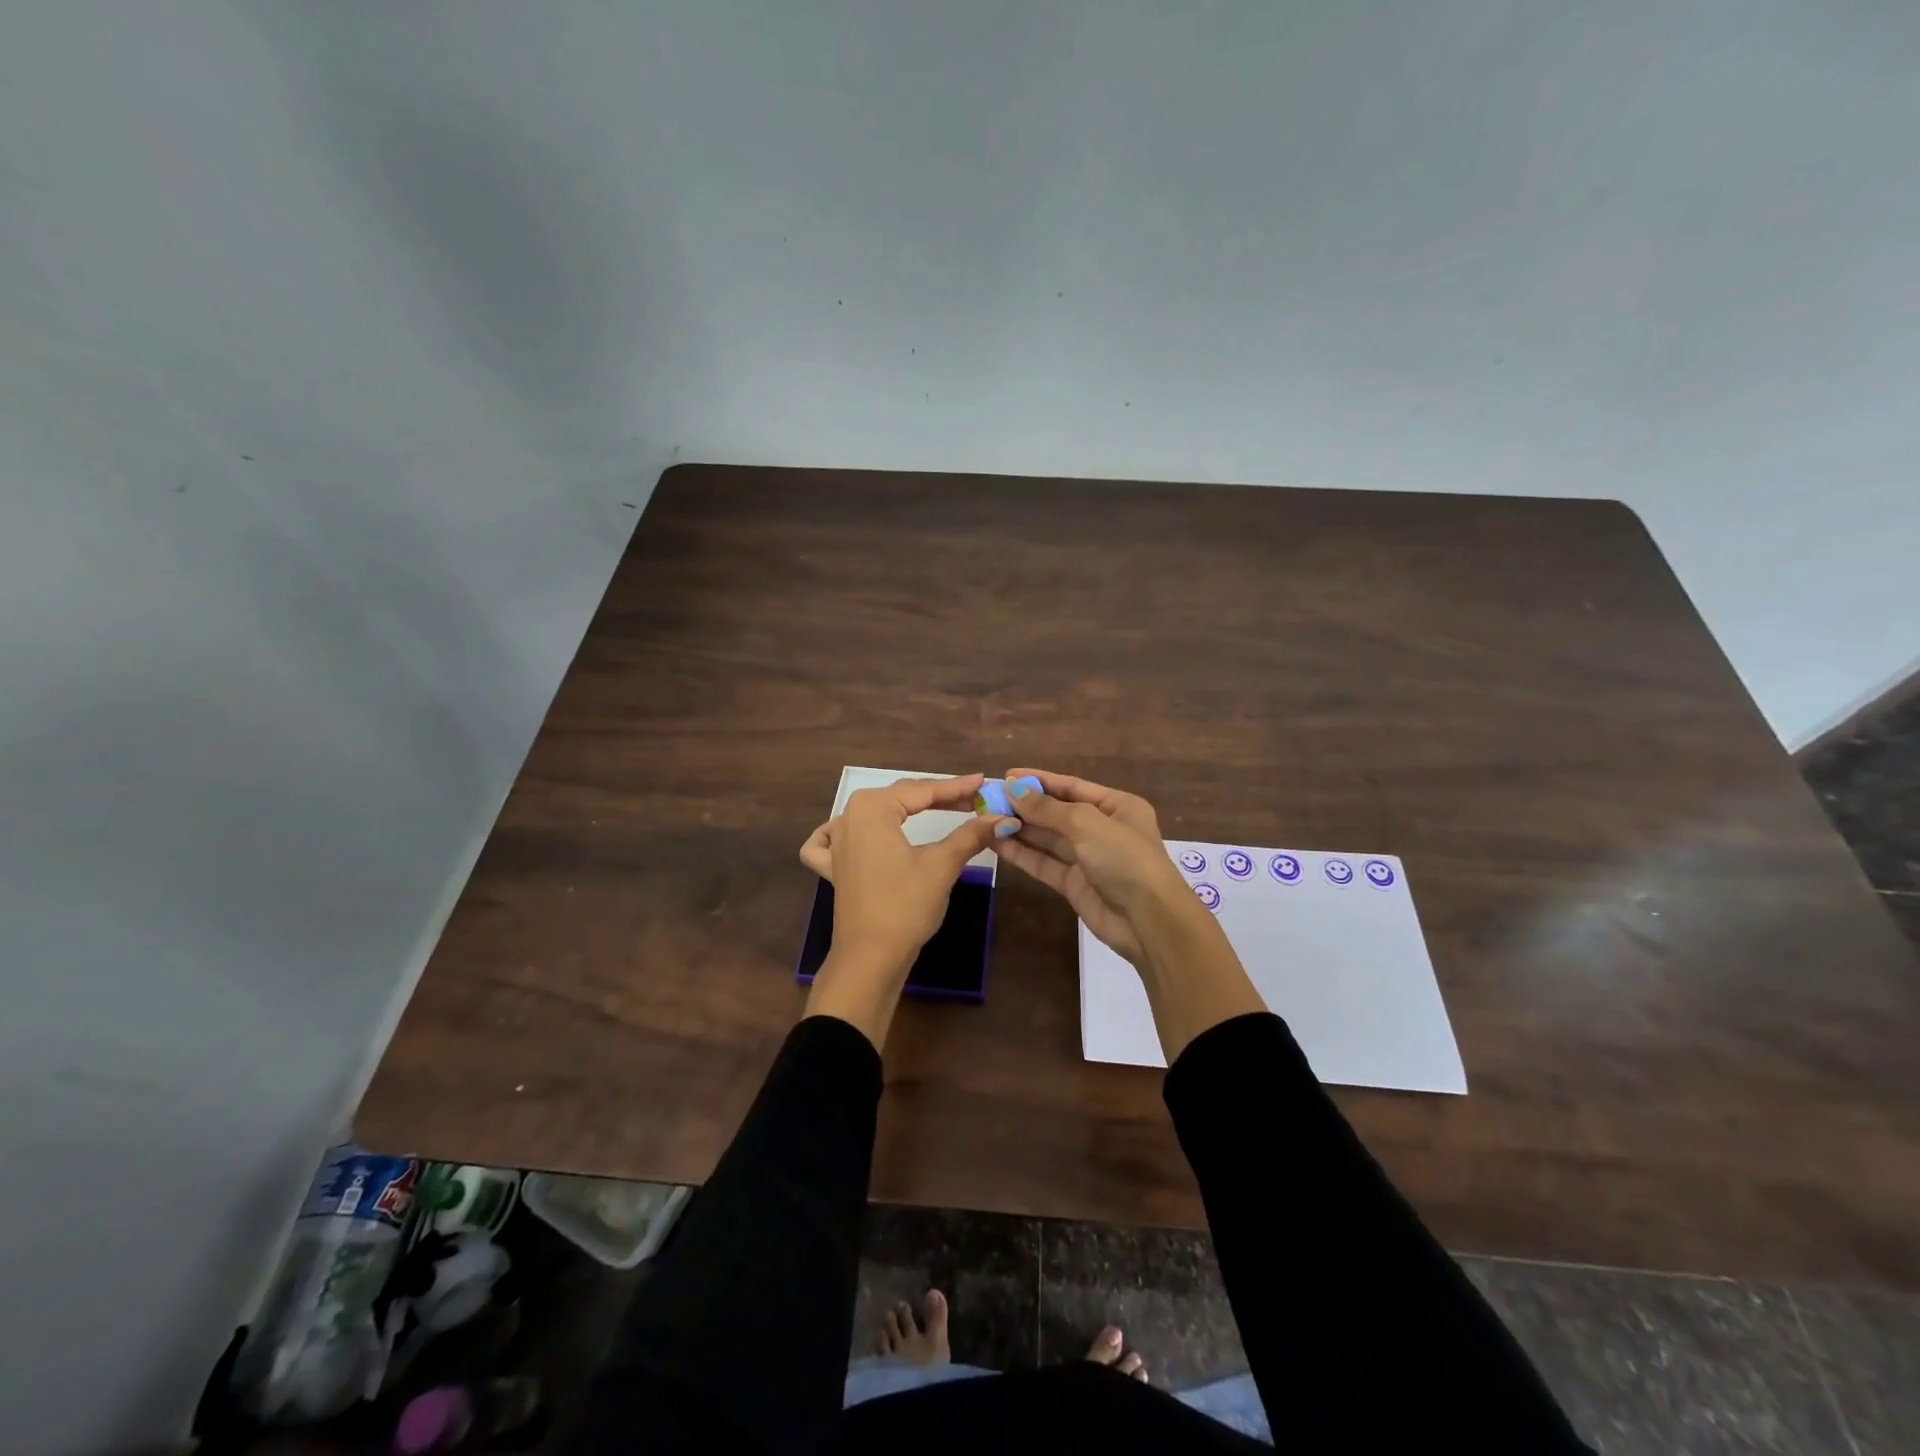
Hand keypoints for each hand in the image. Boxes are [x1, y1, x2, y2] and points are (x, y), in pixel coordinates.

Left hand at [796, 774, 1012, 1046]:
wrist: (870, 958)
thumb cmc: (905, 905)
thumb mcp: (942, 865)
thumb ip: (971, 835)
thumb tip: (1002, 818)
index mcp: (872, 808)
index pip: (923, 790)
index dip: (957, 787)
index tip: (984, 782)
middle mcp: (849, 816)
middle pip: (901, 798)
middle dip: (938, 797)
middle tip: (973, 799)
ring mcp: (836, 842)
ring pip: (875, 813)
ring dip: (905, 810)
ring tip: (938, 809)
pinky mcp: (833, 867)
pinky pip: (834, 839)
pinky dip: (846, 832)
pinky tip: (858, 833)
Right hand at [988, 768, 1194, 964]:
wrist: (1149, 922)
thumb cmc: (1126, 860)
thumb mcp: (1088, 824)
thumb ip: (1048, 808)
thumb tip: (1012, 788)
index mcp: (1118, 806)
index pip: (1072, 786)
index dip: (1040, 780)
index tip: (1007, 775)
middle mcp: (1103, 829)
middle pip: (1058, 812)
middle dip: (1025, 806)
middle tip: (989, 799)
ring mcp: (1088, 858)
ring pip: (1048, 839)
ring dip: (1020, 828)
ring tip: (985, 818)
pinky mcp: (1075, 884)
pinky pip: (1044, 863)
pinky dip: (1022, 853)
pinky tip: (997, 843)